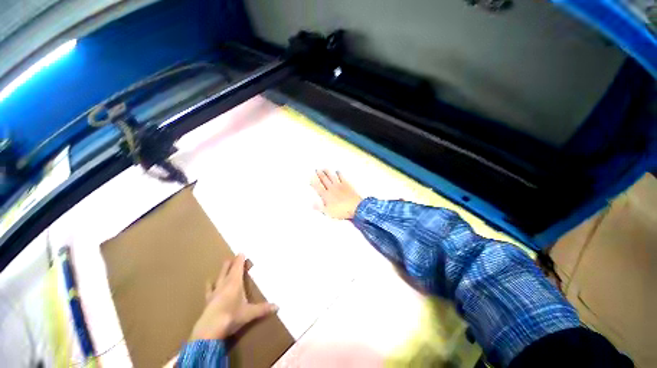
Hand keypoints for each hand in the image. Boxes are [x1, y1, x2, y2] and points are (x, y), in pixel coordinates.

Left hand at [189, 254, 277, 340]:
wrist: (209, 330)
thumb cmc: (232, 316)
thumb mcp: (250, 313)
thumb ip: (263, 309)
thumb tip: (278, 306)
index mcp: (235, 282)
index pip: (238, 267)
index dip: (240, 260)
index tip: (242, 252)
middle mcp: (224, 284)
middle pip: (228, 269)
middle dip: (232, 263)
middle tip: (234, 257)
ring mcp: (214, 292)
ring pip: (219, 277)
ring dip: (223, 271)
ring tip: (224, 265)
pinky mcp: (207, 301)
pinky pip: (209, 289)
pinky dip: (210, 284)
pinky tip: (209, 282)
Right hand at [310, 170, 362, 219]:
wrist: (355, 207)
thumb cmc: (341, 211)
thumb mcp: (329, 212)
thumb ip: (320, 207)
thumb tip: (312, 204)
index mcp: (326, 195)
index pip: (318, 187)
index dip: (314, 182)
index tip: (311, 177)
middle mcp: (331, 188)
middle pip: (324, 180)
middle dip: (320, 174)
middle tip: (316, 169)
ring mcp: (339, 185)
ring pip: (332, 177)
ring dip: (328, 172)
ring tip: (324, 168)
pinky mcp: (347, 184)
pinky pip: (342, 177)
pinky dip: (339, 174)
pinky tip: (337, 171)